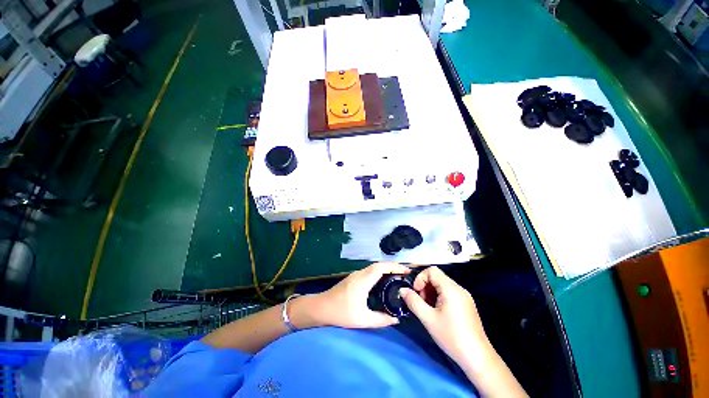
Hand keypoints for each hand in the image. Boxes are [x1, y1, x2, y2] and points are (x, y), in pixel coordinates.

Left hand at [306, 262, 410, 328]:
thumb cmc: (341, 312)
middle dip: (392, 266)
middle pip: (378, 265)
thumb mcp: (362, 319)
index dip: (394, 266)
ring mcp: (356, 275)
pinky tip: (383, 280)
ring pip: (374, 267)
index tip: (406, 270)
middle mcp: (360, 274)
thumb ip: (381, 320)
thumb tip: (396, 320)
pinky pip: (370, 271)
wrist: (321, 307)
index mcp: (363, 281)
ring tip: (397, 276)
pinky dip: (379, 272)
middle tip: (405, 273)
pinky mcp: (353, 278)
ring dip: (386, 268)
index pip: (381, 267)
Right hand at [400, 266, 489, 365]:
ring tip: (428, 309)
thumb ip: (413, 301)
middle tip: (421, 303)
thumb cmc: (451, 336)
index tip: (416, 292)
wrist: (477, 358)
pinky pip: (449, 293)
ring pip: (442, 285)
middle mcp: (459, 289)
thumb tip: (402, 290)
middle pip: (437, 277)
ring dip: (431, 293)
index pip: (432, 270)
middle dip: (425, 287)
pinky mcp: (467, 305)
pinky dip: (439, 298)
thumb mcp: (428, 319)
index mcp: (451, 289)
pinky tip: (438, 313)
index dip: (420, 278)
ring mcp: (465, 297)